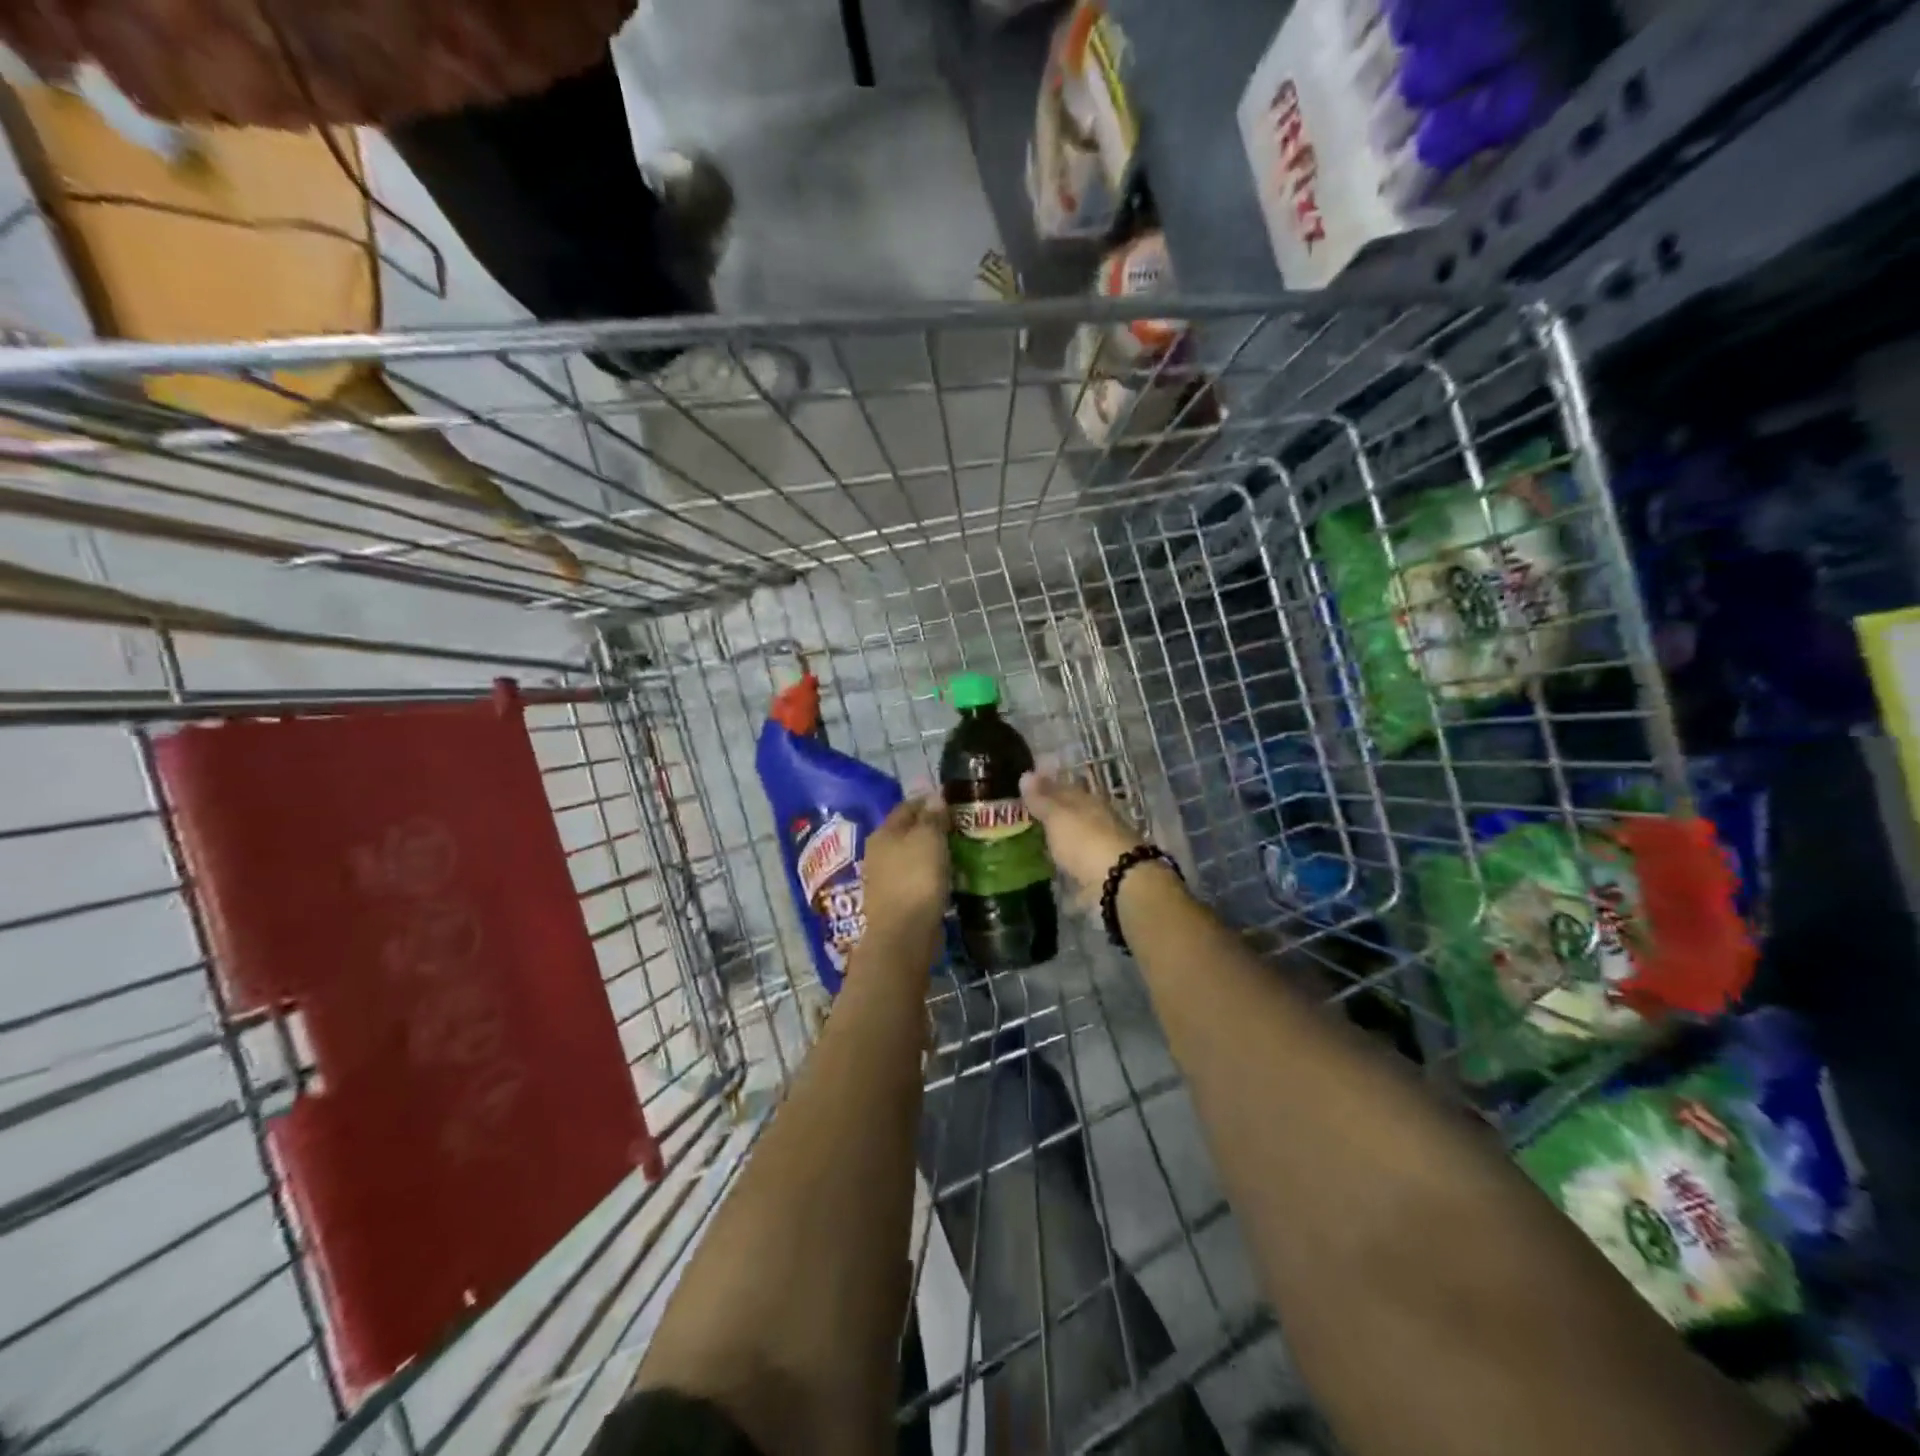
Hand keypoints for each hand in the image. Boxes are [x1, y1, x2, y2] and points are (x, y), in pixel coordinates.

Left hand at [860, 797, 949, 947]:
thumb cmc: (916, 878)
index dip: (930, 801)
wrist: (904, 934)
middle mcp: (880, 853)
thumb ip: (932, 817)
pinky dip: (933, 873)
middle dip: (932, 827)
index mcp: (884, 833)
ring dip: (933, 852)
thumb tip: (935, 797)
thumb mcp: (928, 838)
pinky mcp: (898, 900)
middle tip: (961, 826)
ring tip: (960, 850)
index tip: (954, 802)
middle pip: (909, 831)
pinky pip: (918, 878)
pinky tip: (950, 875)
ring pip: (914, 856)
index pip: (908, 806)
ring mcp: (887, 878)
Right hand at [1019, 772, 1145, 898]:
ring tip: (1031, 843)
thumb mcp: (1058, 816)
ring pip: (1074, 837)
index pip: (1064, 787)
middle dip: (1051, 814)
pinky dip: (1063, 862)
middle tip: (1024, 816)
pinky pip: (1075, 862)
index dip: (1045, 786)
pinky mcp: (1098, 872)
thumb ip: (1041, 799)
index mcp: (1088, 801)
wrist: (1118, 882)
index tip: (1025, 789)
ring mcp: (1099, 847)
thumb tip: (1026, 774)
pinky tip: (1049, 866)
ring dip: (1057, 839)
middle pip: (1070, 813)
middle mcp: (1096, 820)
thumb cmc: (1085, 841)